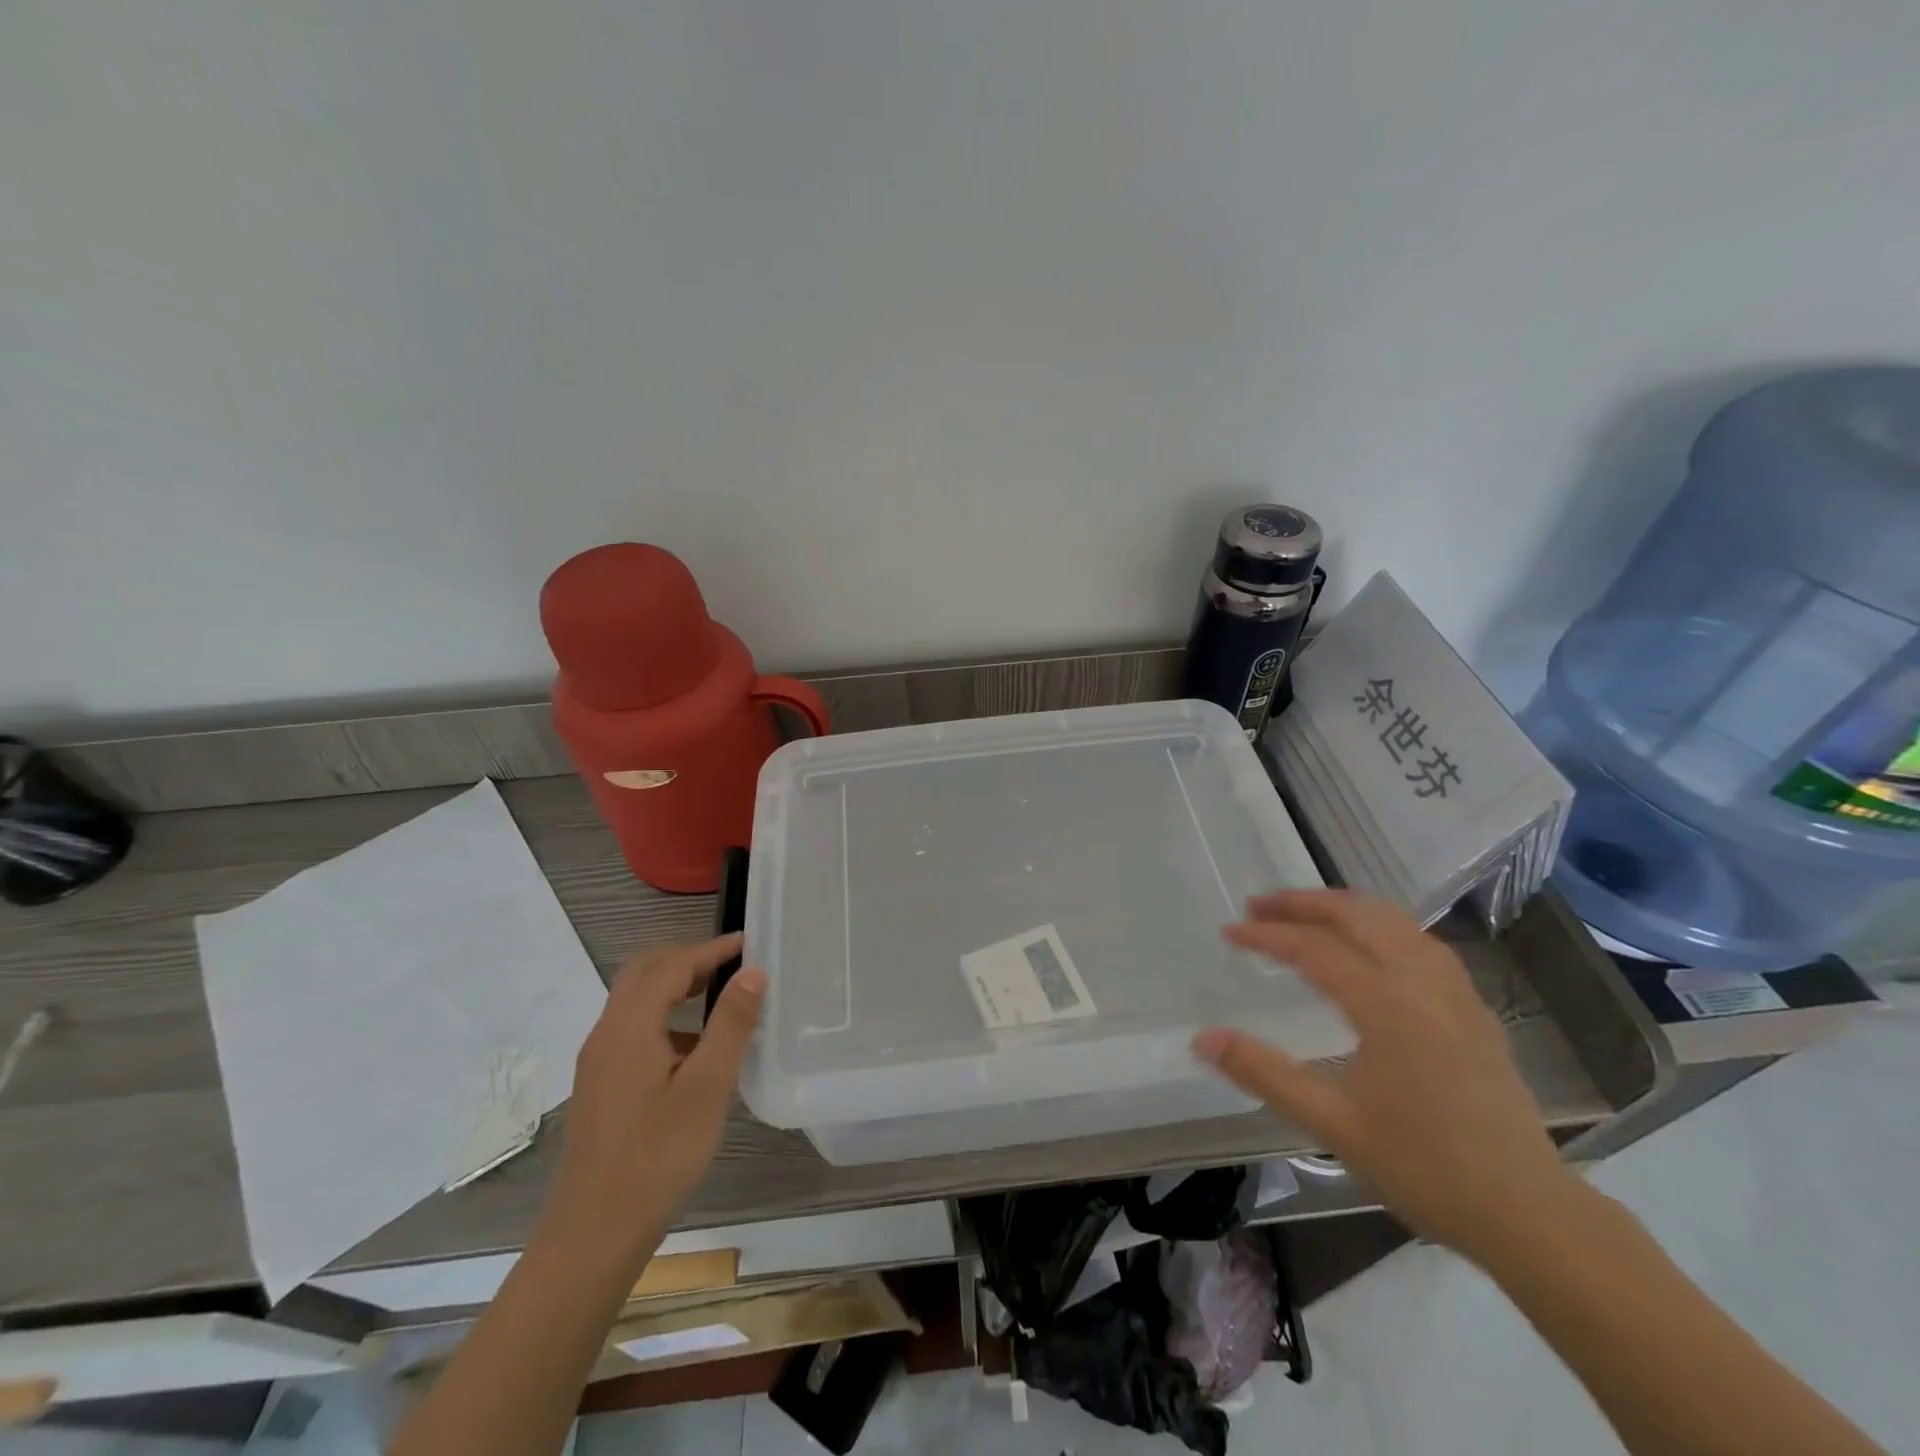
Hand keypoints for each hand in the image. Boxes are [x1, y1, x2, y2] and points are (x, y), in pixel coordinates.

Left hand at [543, 934, 765, 1270]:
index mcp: (630, 1027)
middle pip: (644, 973)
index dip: (712, 949)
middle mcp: (607, 1034)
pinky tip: (695, 1049)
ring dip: (675, 986)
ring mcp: (598, 1062)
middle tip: (732, 963)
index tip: (750, 942)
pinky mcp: (601, 1086)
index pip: (672, 965)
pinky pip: (634, 1029)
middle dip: (688, 959)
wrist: (592, 1235)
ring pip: (636, 1001)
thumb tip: (752, 972)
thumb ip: (730, 1024)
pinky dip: (666, 1016)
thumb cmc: (657, 1157)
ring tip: (721, 997)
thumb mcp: (707, 1088)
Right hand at [1193, 890, 1581, 1264]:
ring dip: (1343, 907)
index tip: (1228, 932)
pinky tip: (1368, 946)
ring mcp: (1456, 992)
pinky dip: (1379, 925)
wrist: (1530, 1213)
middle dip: (1303, 902)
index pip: (1315, 948)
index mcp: (1388, 1006)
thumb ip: (1263, 1073)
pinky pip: (1420, 941)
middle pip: (1357, 915)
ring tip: (1304, 914)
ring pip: (1394, 921)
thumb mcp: (1331, 1123)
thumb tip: (1202, 1038)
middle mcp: (1423, 983)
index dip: (1266, 935)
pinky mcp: (1473, 1008)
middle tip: (1258, 905)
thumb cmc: (1424, 1167)